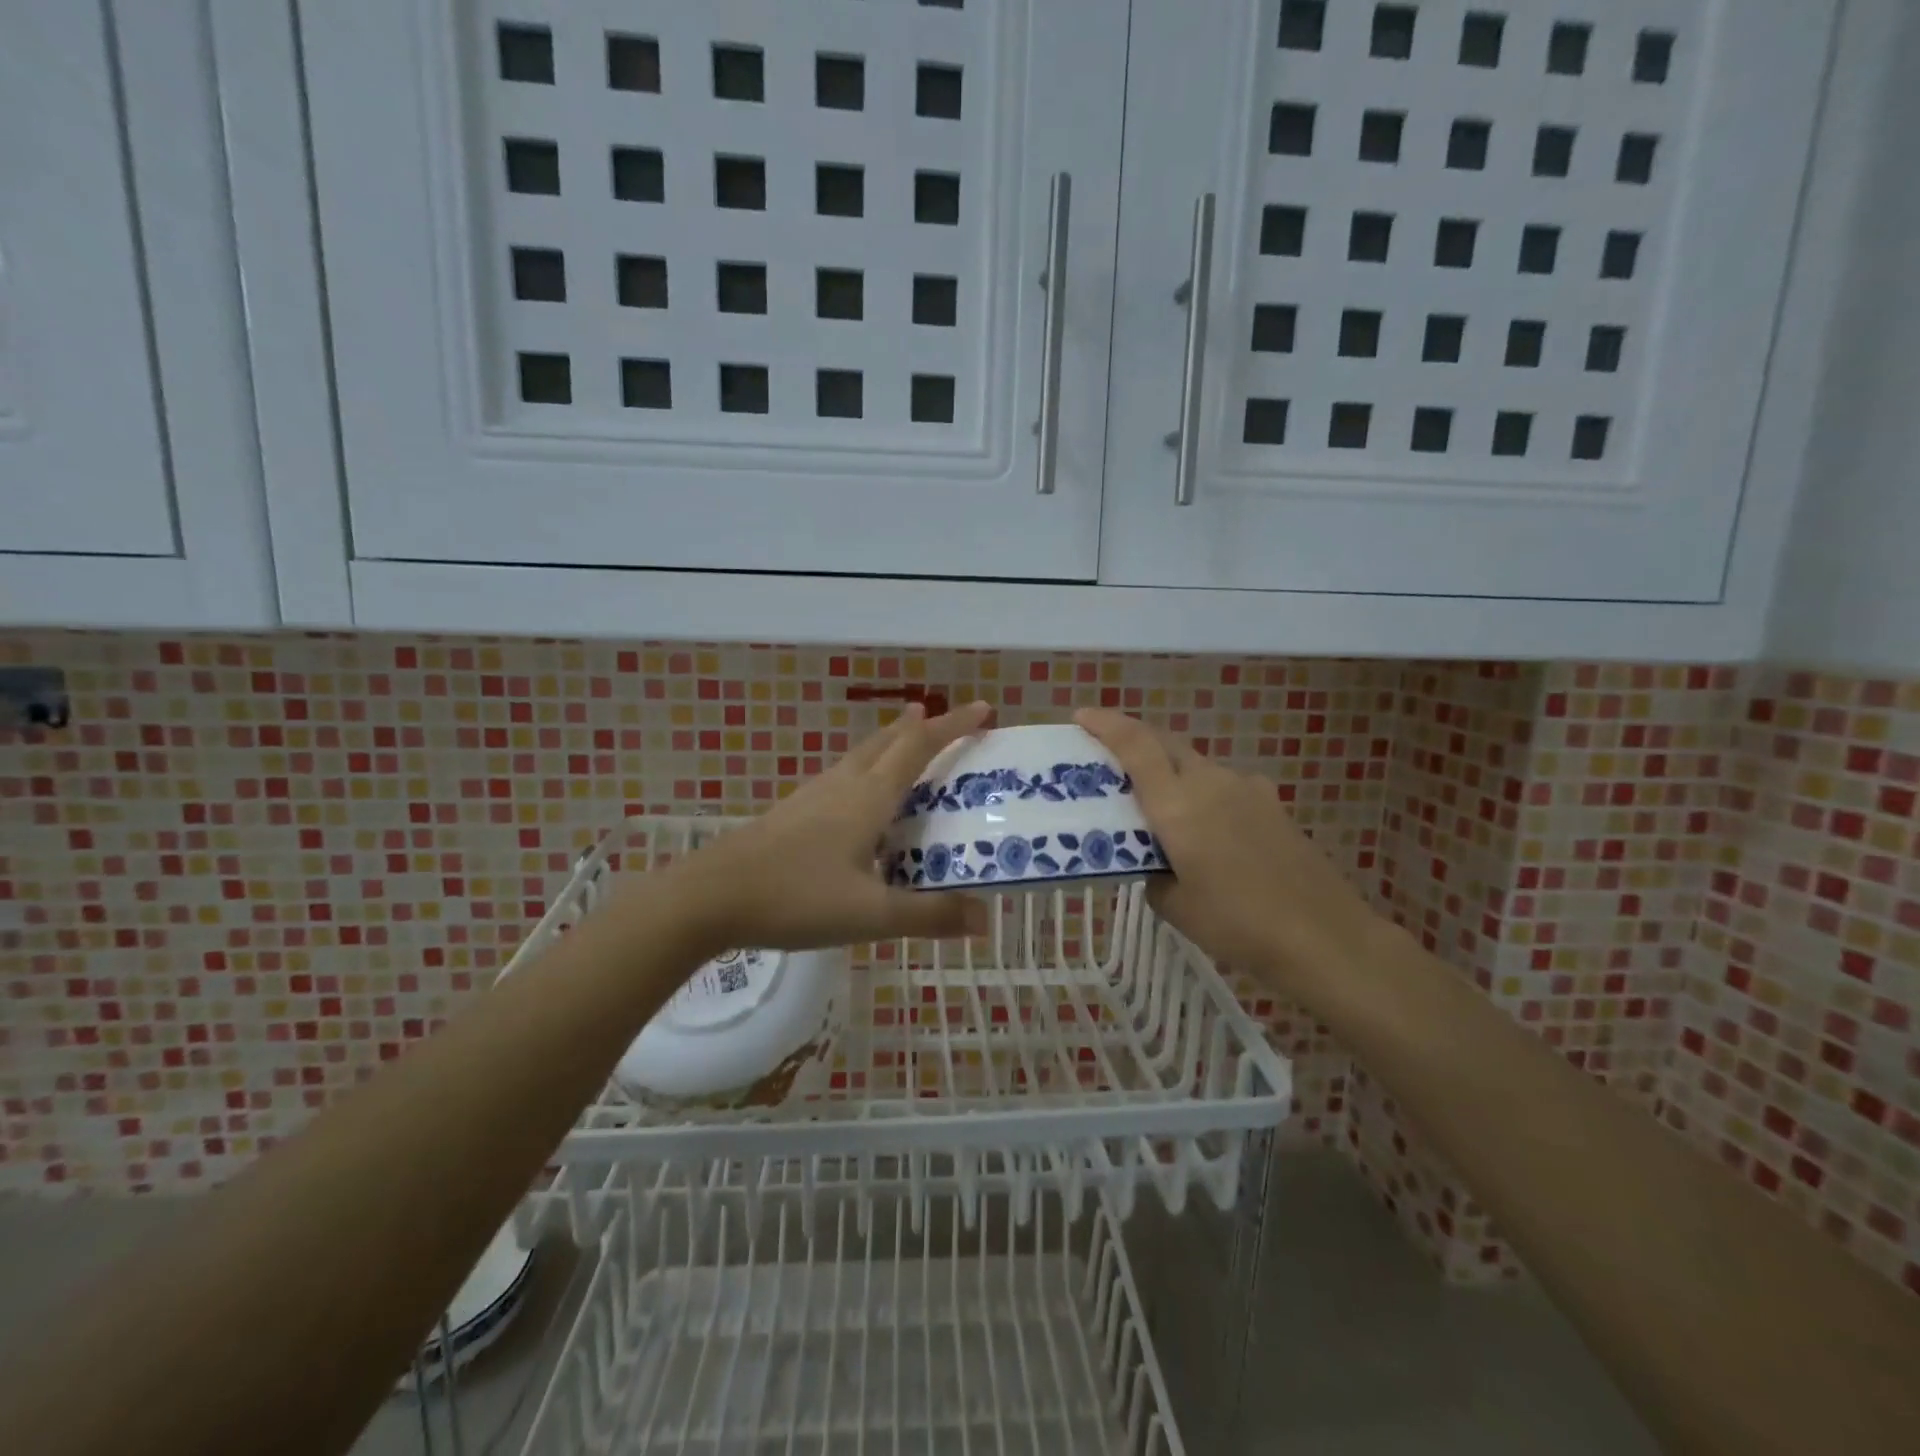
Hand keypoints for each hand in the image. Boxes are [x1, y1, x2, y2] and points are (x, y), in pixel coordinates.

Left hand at [665, 701, 993, 952]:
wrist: (710, 896)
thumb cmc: (796, 897)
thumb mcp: (870, 915)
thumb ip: (930, 915)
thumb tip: (985, 918)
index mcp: (868, 797)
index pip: (919, 747)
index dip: (953, 726)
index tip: (984, 711)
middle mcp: (843, 785)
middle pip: (888, 741)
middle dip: (922, 727)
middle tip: (947, 721)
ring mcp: (813, 795)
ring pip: (862, 756)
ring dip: (891, 744)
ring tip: (908, 745)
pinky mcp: (792, 812)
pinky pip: (843, 777)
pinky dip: (868, 770)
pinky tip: (860, 799)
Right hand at [1076, 707, 1380, 1005]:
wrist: (1324, 937)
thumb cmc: (1238, 924)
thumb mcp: (1176, 907)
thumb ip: (1153, 874)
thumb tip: (1155, 863)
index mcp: (1178, 804)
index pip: (1136, 745)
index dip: (1106, 724)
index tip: (1081, 715)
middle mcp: (1210, 782)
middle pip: (1165, 744)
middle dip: (1134, 742)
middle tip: (1110, 760)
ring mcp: (1246, 789)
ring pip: (1196, 765)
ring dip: (1170, 772)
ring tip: (1159, 808)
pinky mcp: (1272, 804)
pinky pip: (1223, 786)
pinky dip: (1202, 794)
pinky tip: (1208, 832)